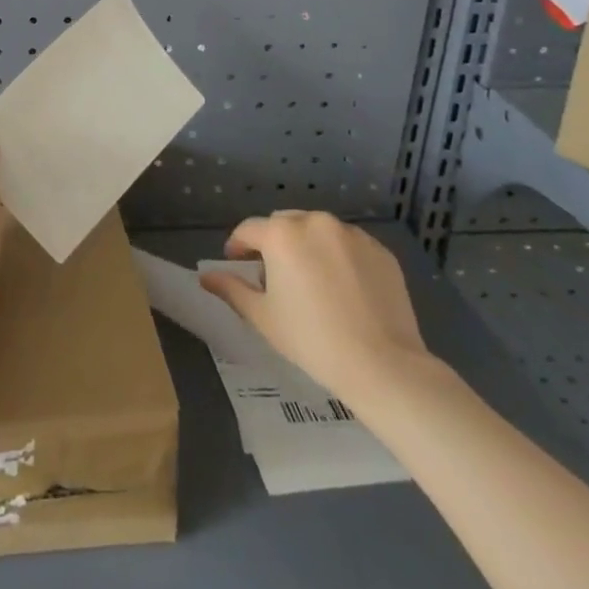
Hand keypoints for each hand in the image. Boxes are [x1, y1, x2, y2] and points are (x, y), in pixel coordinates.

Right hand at [200, 211, 432, 413]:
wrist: (383, 365)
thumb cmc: (312, 340)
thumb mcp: (263, 317)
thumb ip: (231, 289)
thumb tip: (205, 276)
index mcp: (281, 234)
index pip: (248, 230)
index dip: (238, 247)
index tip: (238, 264)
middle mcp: (315, 222)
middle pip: (284, 224)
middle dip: (274, 243)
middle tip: (276, 276)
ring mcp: (351, 234)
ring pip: (318, 230)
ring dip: (308, 246)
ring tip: (313, 282)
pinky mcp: (380, 250)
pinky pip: (349, 245)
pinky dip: (339, 257)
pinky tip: (344, 289)